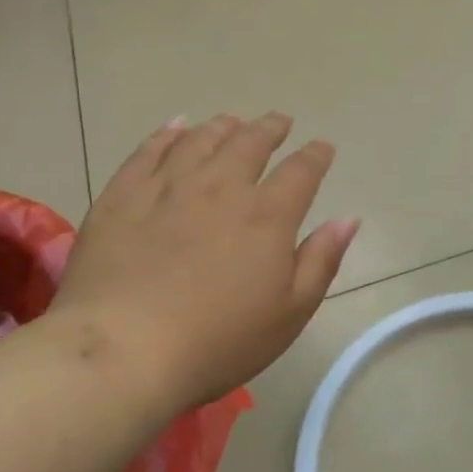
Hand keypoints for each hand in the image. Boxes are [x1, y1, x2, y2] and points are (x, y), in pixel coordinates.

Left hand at [52, 113, 359, 411]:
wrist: (125, 349)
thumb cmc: (218, 342)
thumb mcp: (289, 313)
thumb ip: (321, 260)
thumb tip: (349, 218)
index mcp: (266, 216)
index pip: (301, 172)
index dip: (315, 156)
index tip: (322, 147)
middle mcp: (221, 188)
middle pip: (250, 143)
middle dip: (269, 129)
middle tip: (278, 122)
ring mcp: (168, 186)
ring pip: (201, 140)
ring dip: (222, 127)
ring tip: (231, 122)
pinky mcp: (123, 194)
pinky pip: (149, 150)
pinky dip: (168, 134)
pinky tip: (176, 127)